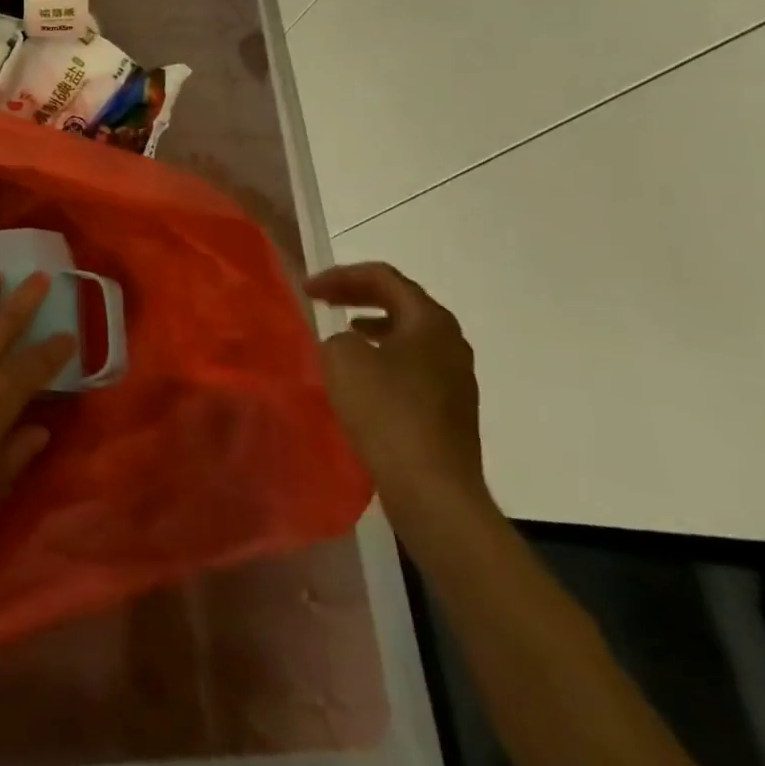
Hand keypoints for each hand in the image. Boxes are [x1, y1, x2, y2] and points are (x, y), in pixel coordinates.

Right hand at [310, 263, 493, 533]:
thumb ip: (337, 336)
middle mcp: (451, 341)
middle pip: (401, 301)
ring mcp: (456, 377)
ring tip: (343, 331)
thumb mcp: (342, 358)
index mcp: (430, 320)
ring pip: (409, 334)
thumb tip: (350, 346)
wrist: (432, 489)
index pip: (383, 277)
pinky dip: (385, 356)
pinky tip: (364, 375)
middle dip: (358, 295)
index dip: (341, 276)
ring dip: (373, 325)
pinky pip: (413, 364)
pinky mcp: (451, 409)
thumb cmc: (387, 411)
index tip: (308, 289)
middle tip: (323, 299)